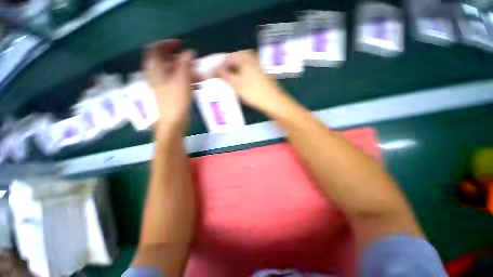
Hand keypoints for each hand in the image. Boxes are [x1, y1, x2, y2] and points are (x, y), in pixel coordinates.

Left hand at [144, 40, 194, 132]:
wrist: (174, 121)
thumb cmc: (176, 99)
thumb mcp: (182, 79)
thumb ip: (185, 63)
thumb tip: (190, 52)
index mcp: (155, 68)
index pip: (155, 48)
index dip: (168, 44)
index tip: (181, 45)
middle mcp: (157, 75)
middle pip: (167, 61)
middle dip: (182, 60)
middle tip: (195, 62)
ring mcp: (164, 85)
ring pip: (175, 72)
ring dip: (187, 71)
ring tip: (200, 75)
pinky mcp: (171, 93)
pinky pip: (178, 82)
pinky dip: (187, 80)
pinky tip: (198, 84)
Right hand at [215, 50, 284, 112]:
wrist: (274, 102)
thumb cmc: (254, 92)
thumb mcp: (237, 84)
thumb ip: (225, 75)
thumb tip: (215, 70)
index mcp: (246, 58)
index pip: (229, 57)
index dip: (220, 65)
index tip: (214, 73)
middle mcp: (253, 59)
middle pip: (236, 60)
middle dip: (227, 68)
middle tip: (221, 77)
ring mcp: (259, 66)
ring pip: (242, 66)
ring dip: (234, 72)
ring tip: (228, 81)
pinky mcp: (262, 74)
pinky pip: (248, 71)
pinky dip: (241, 75)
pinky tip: (239, 83)